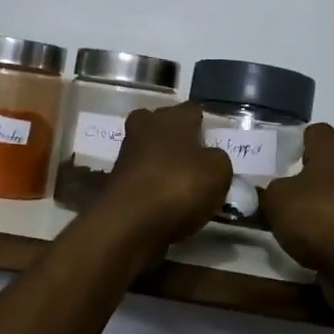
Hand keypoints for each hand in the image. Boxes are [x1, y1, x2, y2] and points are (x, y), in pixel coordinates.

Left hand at [89, 103, 232, 249]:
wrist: (129, 223)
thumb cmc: (180, 186)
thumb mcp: (219, 171)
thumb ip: (218, 159)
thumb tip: (210, 158)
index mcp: (172, 118)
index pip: (192, 110)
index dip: (203, 124)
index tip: (213, 141)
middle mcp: (145, 129)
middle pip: (160, 124)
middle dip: (173, 136)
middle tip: (193, 157)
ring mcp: (126, 156)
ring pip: (147, 151)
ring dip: (161, 163)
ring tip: (183, 186)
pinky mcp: (115, 184)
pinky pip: (141, 179)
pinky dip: (151, 187)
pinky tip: (166, 204)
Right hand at [258, 124, 333, 321]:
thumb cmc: (319, 217)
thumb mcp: (275, 200)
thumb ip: (265, 190)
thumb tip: (265, 192)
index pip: (313, 131)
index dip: (291, 142)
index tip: (271, 158)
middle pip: (324, 162)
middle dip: (299, 172)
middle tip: (272, 186)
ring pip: (332, 191)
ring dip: (312, 201)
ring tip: (284, 215)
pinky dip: (324, 224)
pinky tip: (304, 237)